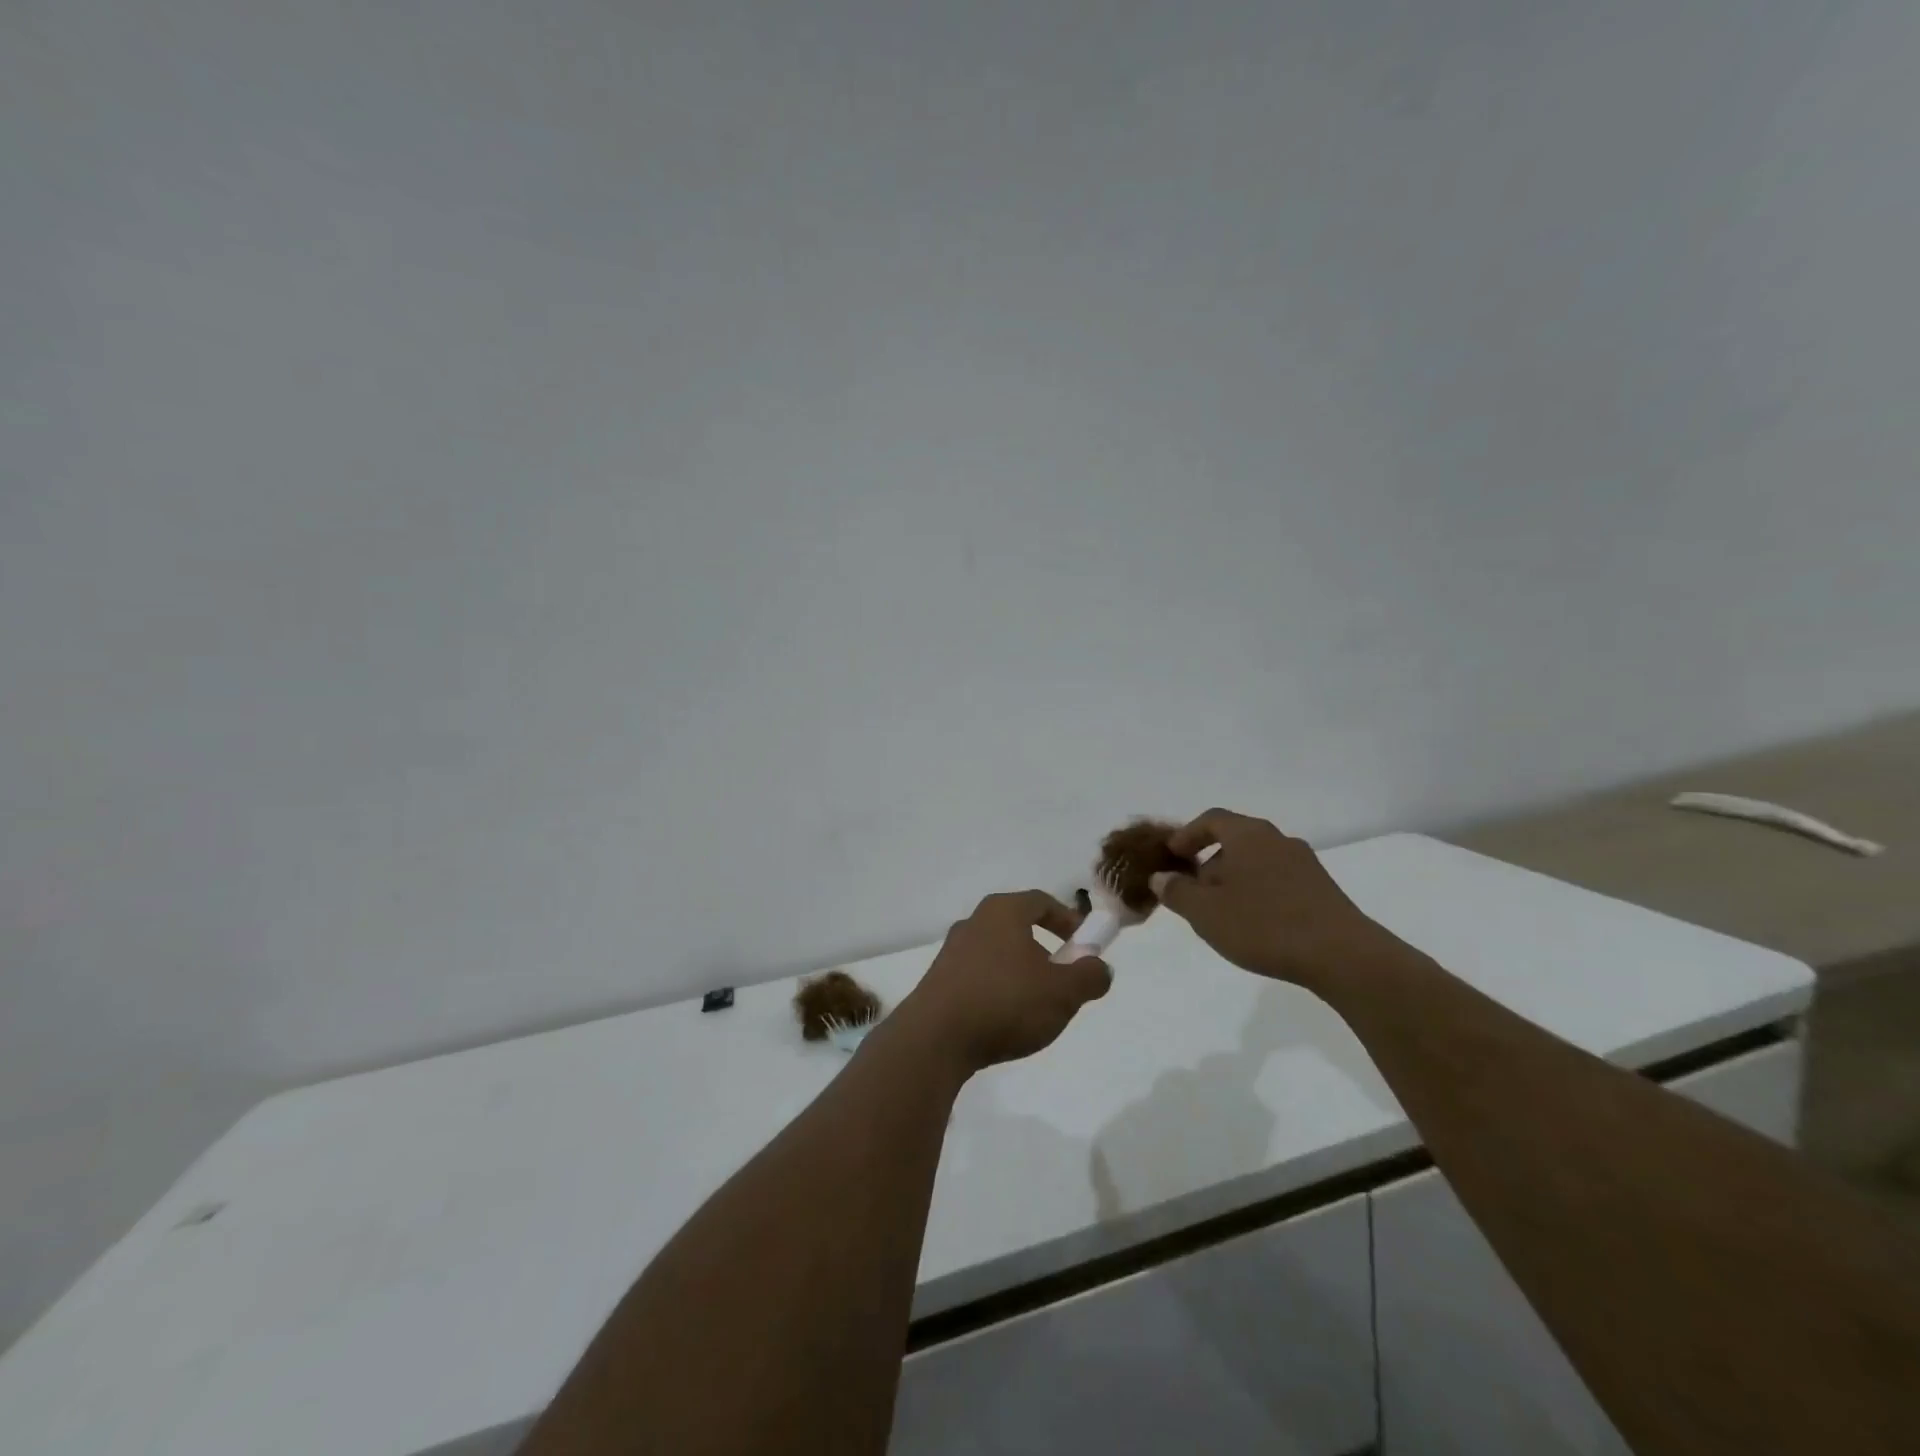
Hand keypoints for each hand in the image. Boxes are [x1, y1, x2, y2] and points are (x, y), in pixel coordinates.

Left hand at [895, 891, 1111, 1075]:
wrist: (935, 1039)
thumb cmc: (1006, 1002)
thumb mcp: (1064, 992)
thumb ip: (1090, 976)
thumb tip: (1098, 967)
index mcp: (1002, 911)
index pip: (1042, 902)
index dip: (1069, 920)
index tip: (1086, 944)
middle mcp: (974, 922)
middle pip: (1018, 927)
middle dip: (1046, 951)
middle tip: (1064, 981)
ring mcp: (951, 952)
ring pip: (998, 954)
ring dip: (1021, 974)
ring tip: (1036, 1009)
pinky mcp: (938, 981)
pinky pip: (979, 977)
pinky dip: (998, 991)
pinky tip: (1005, 1022)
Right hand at [1149, 809, 1409, 989]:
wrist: (1343, 956)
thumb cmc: (1264, 925)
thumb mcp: (1205, 913)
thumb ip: (1177, 892)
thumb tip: (1162, 877)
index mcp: (1248, 835)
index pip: (1211, 819)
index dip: (1186, 834)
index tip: (1171, 856)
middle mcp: (1278, 840)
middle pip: (1235, 839)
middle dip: (1209, 862)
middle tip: (1193, 891)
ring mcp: (1305, 863)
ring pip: (1257, 861)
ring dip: (1234, 879)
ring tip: (1222, 912)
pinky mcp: (1322, 889)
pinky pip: (1278, 879)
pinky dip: (1258, 892)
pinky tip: (1255, 924)